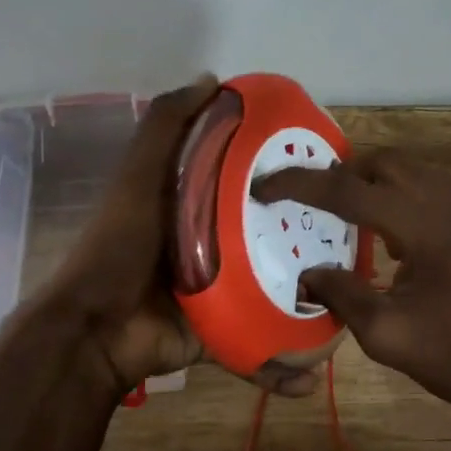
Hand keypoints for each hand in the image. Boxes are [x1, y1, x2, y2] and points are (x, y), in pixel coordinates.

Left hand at [28, 76, 321, 398]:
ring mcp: (217, 291)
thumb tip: (212, 80)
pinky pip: (257, 343)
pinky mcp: (219, 332)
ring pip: (271, 289)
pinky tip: (314, 370)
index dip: (281, 170)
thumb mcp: (140, 176)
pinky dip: (282, 362)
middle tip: (355, 234)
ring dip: (307, 299)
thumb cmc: (120, 246)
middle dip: (307, 236)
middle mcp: (210, 244)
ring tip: (351, 299)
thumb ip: (167, 127)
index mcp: (193, 204)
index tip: (324, 166)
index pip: (246, 179)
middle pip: (266, 233)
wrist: (95, 332)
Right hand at [253, 150, 450, 427]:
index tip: (265, 187)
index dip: (300, 185)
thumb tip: (308, 272)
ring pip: (419, 173)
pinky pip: (445, 195)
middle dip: (345, 174)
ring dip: (381, 185)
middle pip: (387, 163)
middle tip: (317, 201)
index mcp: (424, 224)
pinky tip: (406, 241)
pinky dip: (413, 202)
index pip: (348, 190)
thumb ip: (341, 294)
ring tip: (357, 218)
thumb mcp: (386, 334)